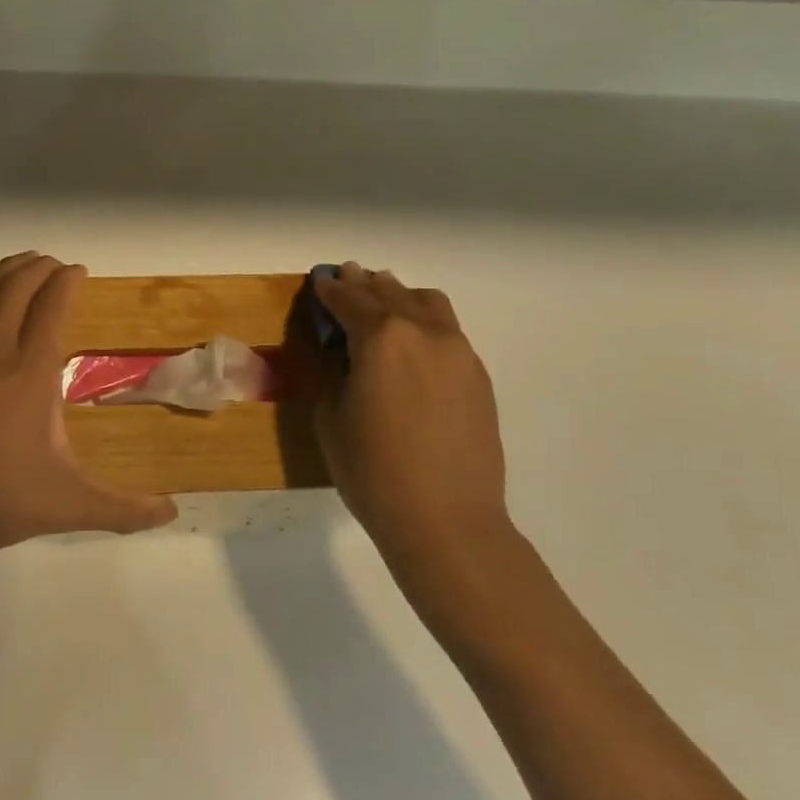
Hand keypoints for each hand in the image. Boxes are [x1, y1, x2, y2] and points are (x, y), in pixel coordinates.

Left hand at [0, 253, 175, 555]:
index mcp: (30, 372)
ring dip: (8, 270)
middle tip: (56, 264)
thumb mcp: (62, 507)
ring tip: (25, 260)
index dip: (66, 281)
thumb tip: (171, 514)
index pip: (51, 307)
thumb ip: (118, 509)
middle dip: (40, 267)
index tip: (79, 270)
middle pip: (18, 288)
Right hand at [313, 264, 511, 567]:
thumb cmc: (373, 471)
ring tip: (385, 302)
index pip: (350, 300)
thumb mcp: (331, 419)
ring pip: (428, 304)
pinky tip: (413, 345)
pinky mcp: (478, 377)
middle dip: (365, 284)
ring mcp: (458, 352)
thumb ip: (335, 375)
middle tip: (348, 278)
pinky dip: (425, 324)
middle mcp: (424, 332)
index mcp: (382, 337)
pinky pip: (448, 332)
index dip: (331, 289)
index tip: (320, 281)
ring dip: (401, 297)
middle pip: (390, 292)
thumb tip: (345, 358)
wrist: (446, 521)